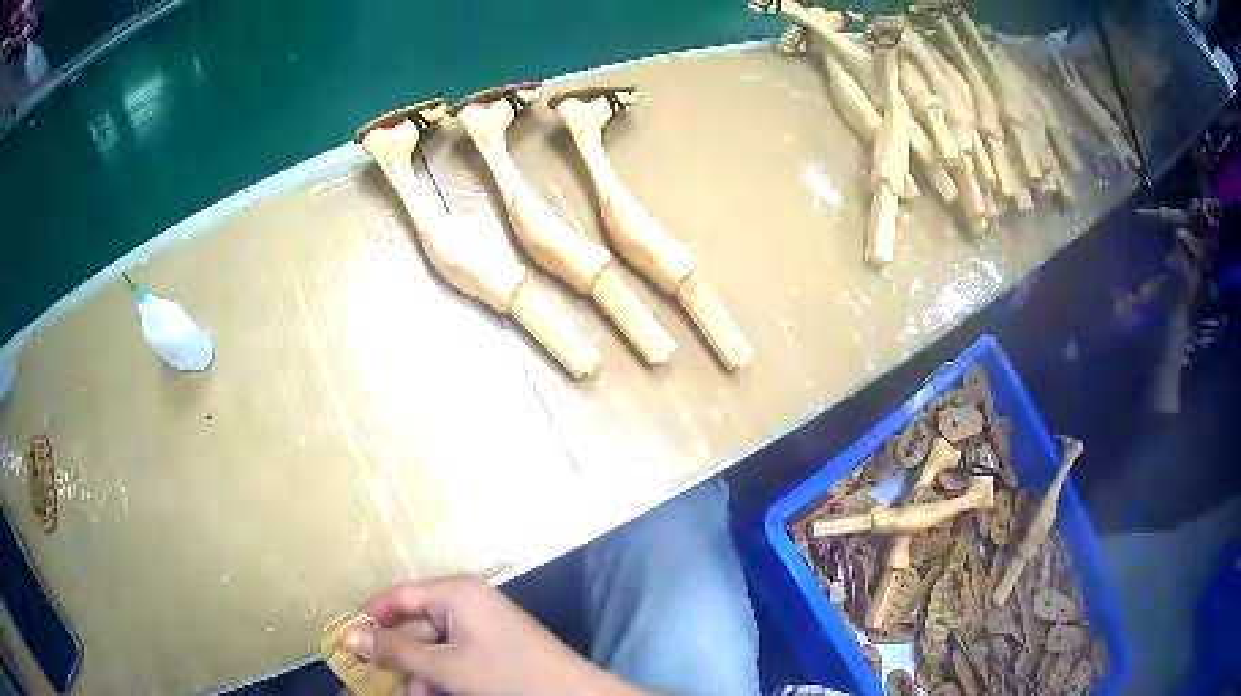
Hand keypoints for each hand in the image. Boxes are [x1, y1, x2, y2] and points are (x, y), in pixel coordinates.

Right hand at [344, 575, 645, 695]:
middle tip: (370, 677)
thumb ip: (396, 651)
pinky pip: (453, 658)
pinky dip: (437, 677)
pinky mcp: (492, 650)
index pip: (400, 595)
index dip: (371, 617)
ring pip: (432, 647)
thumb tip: (350, 636)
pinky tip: (426, 694)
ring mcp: (482, 627)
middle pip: (415, 624)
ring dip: (415, 672)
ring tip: (402, 694)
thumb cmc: (505, 674)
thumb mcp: (445, 666)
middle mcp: (468, 603)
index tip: (346, 639)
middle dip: (394, 654)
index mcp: (457, 593)